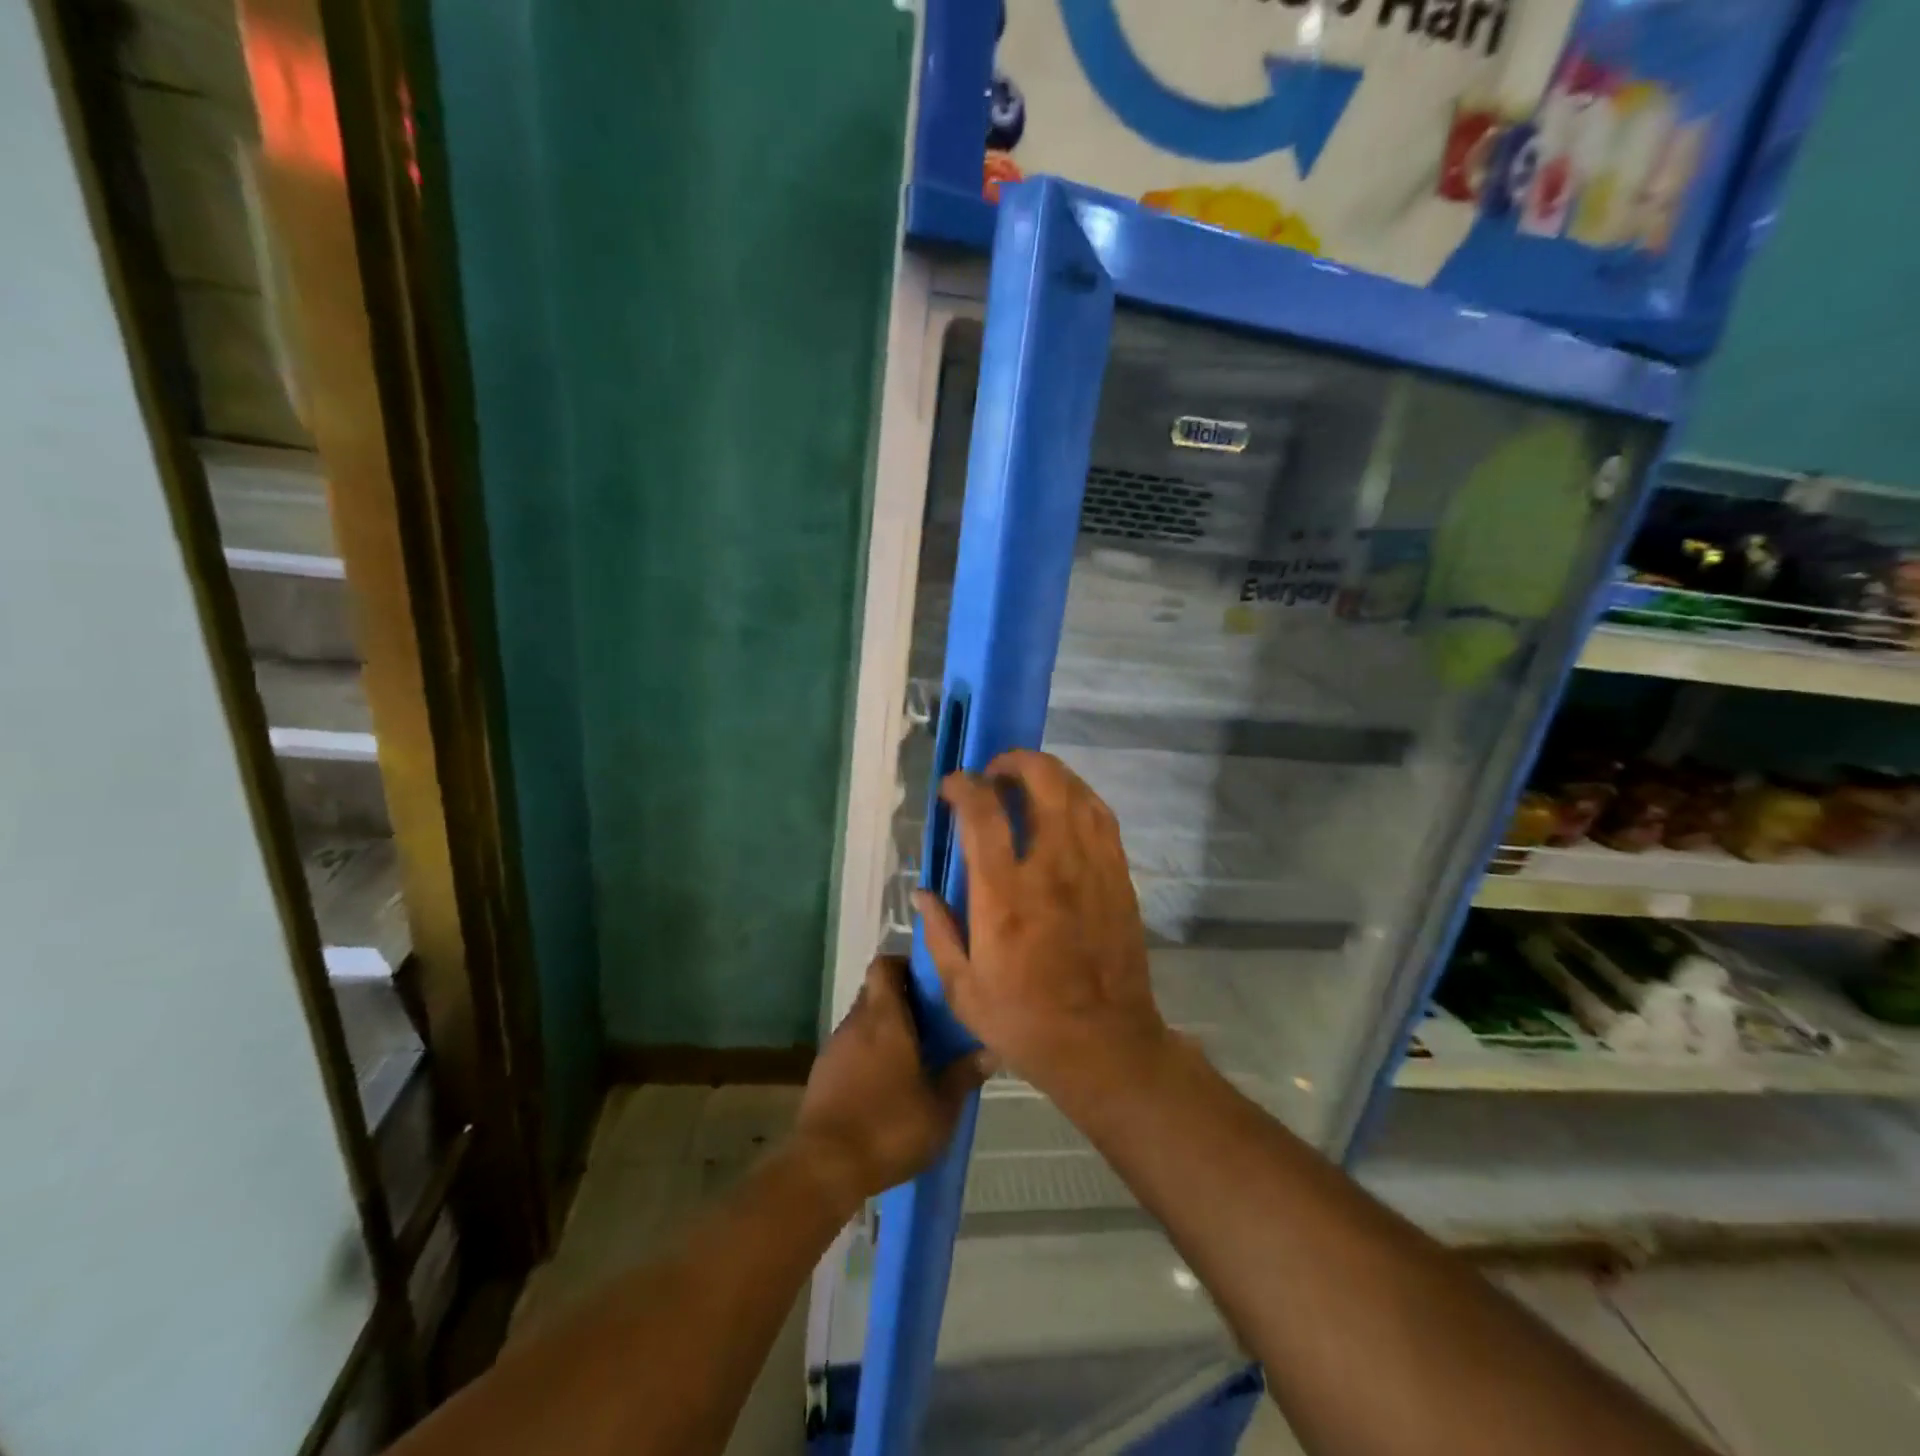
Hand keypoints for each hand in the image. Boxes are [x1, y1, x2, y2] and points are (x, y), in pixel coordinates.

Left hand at [793, 956, 986, 1212]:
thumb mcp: (940, 1108)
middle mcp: (856, 1022)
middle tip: (931, 1020)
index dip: (905, 964)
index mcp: (885, 1017)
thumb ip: (964, 1075)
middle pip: (875, 991)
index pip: (885, 964)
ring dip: (884, 1030)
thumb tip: (991, 1050)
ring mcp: (835, 1047)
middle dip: (901, 999)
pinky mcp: (822, 1074)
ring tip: (914, 1055)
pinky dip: (867, 1055)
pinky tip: (885, 1084)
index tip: (929, 980)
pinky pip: (850, 1049)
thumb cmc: (889, 1126)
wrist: (824, 1166)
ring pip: (863, 1021)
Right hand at [914, 750, 1169, 1105]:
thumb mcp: (962, 990)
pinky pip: (1102, 817)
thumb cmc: (1025, 1020)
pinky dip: (1079, 797)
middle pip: (1042, 782)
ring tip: (1027, 783)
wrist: (1104, 1044)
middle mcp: (1051, 867)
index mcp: (1005, 895)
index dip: (964, 786)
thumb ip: (939, 933)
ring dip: (1048, 774)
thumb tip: (922, 893)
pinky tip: (1065, 807)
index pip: (983, 813)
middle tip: (995, 773)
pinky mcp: (1119, 876)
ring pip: (1076, 792)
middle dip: (1014, 762)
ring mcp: (1092, 867)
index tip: (952, 786)